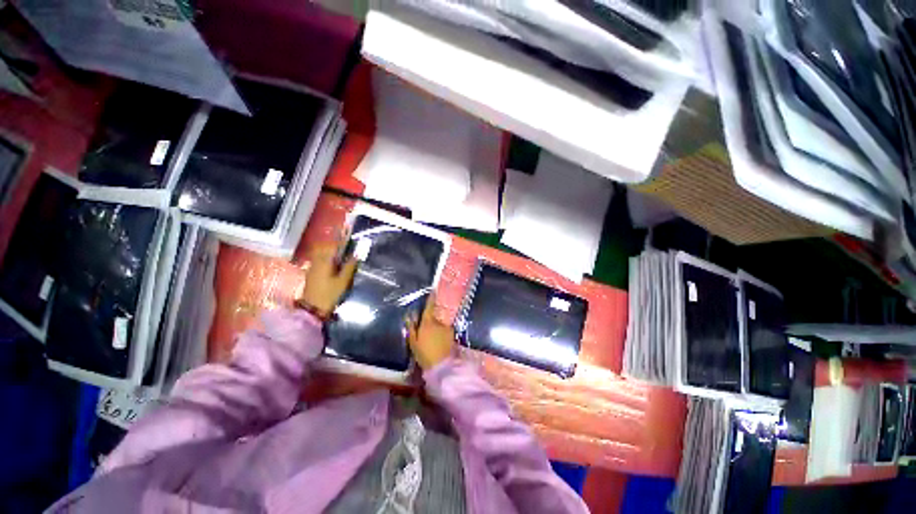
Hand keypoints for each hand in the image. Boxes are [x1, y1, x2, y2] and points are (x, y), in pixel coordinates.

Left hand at [297, 242, 357, 318]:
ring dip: (331, 251)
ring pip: (321, 253)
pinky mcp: (311, 272)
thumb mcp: (343, 280)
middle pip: (325, 248)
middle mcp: (317, 261)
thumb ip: (350, 266)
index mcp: (325, 261)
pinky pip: (319, 259)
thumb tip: (357, 254)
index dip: (342, 241)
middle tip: (347, 247)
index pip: (333, 245)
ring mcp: (312, 266)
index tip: (350, 240)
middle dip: (336, 245)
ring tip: (341, 254)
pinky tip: (334, 263)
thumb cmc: (330, 294)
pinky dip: (326, 258)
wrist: (313, 308)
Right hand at [406, 295, 455, 369]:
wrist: (441, 366)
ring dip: (436, 330)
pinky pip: (445, 331)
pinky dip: (442, 335)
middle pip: (433, 317)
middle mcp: (439, 322)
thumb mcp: (413, 342)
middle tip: (426, 334)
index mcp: (427, 322)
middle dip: (430, 322)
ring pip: (439, 325)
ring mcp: (447, 328)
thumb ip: (412, 327)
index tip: (433, 289)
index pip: (429, 306)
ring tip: (432, 343)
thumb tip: (410, 315)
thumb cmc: (424, 354)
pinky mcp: (452, 334)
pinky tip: (439, 344)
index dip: (431, 298)